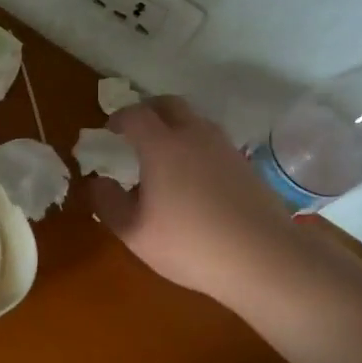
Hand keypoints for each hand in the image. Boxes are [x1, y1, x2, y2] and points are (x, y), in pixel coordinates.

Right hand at [89, 96, 290, 305]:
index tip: (110, 132)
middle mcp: (194, 135)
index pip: (135, 114)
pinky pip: (213, 141)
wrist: (263, 258)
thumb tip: (97, 182)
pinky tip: (194, 177)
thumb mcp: (134, 233)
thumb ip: (108, 203)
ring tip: (165, 154)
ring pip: (195, 120)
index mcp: (161, 146)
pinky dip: (197, 145)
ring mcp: (224, 147)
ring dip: (175, 126)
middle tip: (136, 131)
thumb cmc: (190, 244)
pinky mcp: (245, 164)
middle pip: (168, 104)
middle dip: (148, 110)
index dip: (118, 118)